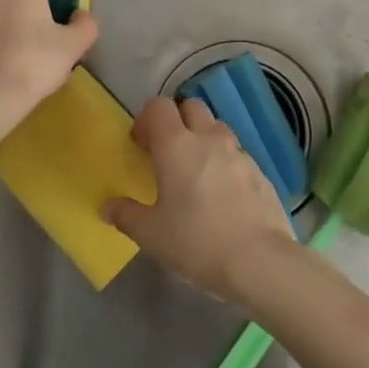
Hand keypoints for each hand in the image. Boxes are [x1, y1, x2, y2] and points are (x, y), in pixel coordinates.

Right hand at [102, 96, 297, 302]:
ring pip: (216, 127)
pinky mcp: (260, 171)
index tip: (141, 145)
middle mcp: (208, 138)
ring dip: (203, 138)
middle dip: (177, 121)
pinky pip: (236, 153)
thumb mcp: (151, 235)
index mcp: (176, 145)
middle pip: (190, 107)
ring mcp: (238, 152)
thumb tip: (107, 206)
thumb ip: (126, 215)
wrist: (260, 261)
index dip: (146, 119)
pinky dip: (224, 162)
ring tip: (196, 173)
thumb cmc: (197, 242)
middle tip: (168, 153)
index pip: (159, 106)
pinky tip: (222, 195)